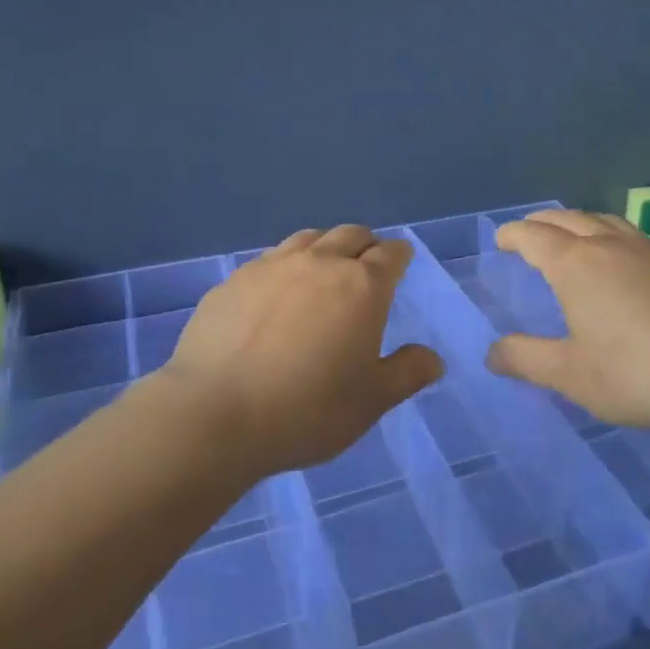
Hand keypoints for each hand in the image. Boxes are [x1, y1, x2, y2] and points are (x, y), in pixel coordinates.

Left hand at [164, 224, 443, 475]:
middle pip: (351, 234)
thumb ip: (406, 374)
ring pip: (308, 238)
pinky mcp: (234, 280)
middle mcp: (320, 263)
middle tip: (367, 265)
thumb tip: (434, 359)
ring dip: (324, 247)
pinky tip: (275, 294)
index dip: (399, 255)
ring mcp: (272, 266)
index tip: (401, 260)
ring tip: (322, 271)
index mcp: (362, 286)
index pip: (390, 253)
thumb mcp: (370, 402)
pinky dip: (285, 266)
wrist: (215, 414)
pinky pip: (270, 259)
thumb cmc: (306, 410)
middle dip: (365, 244)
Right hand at [485, 210, 649, 435]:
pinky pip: (631, 235)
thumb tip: (492, 353)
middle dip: (541, 223)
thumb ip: (527, 359)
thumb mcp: (571, 374)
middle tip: (528, 234)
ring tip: (572, 238)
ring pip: (603, 220)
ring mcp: (649, 249)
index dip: (513, 235)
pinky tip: (622, 261)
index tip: (501, 240)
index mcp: (575, 264)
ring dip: (578, 223)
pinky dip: (610, 236)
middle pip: (567, 218)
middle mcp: (609, 245)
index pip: (533, 236)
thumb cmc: (638, 372)